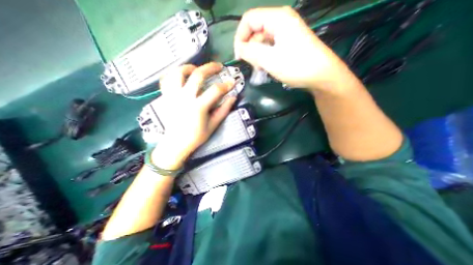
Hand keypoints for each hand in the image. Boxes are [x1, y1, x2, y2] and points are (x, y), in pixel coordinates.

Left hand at [150, 62, 235, 169]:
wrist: (176, 143)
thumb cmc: (196, 136)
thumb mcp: (213, 125)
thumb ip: (223, 110)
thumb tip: (232, 98)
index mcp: (198, 107)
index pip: (215, 90)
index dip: (226, 85)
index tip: (232, 82)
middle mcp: (184, 97)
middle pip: (197, 75)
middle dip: (210, 67)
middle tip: (218, 66)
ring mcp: (173, 96)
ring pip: (178, 72)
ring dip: (189, 67)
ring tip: (197, 69)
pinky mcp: (166, 97)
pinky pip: (166, 79)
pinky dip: (173, 74)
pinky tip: (181, 76)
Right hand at [232, 7, 346, 91]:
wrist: (321, 75)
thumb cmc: (296, 66)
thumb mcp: (270, 60)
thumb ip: (251, 52)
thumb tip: (239, 49)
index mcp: (277, 18)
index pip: (248, 19)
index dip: (240, 37)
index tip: (239, 56)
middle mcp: (281, 21)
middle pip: (255, 30)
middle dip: (250, 48)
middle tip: (252, 66)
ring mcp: (286, 32)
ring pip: (262, 40)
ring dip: (257, 54)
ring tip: (261, 68)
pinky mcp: (289, 42)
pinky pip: (270, 46)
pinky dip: (265, 56)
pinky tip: (268, 66)